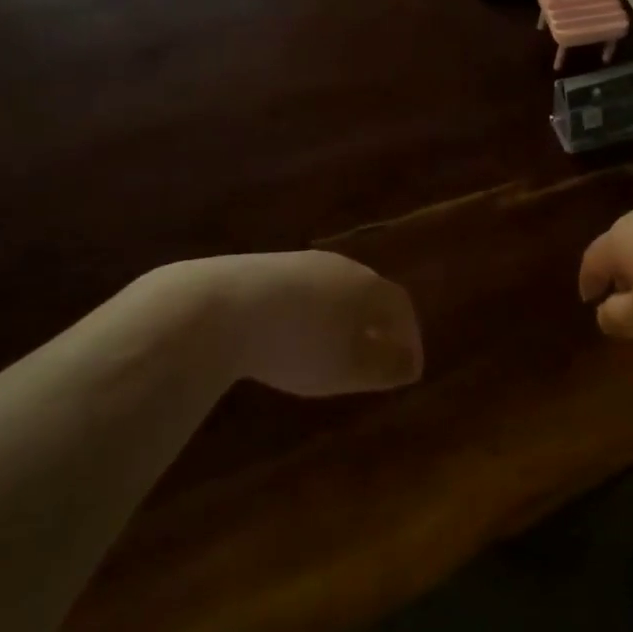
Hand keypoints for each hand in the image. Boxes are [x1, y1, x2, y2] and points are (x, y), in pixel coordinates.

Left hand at [165, 251, 422, 396]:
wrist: (221, 308)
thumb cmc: (298, 344)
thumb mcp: (348, 369)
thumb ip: (385, 367)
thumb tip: (411, 364)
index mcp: (367, 286)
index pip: (402, 306)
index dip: (410, 336)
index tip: (408, 368)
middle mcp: (340, 266)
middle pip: (370, 291)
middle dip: (378, 324)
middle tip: (375, 356)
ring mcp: (302, 262)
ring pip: (336, 289)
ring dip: (344, 317)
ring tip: (334, 348)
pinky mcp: (267, 267)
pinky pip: (305, 289)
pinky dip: (312, 312)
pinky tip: (294, 334)